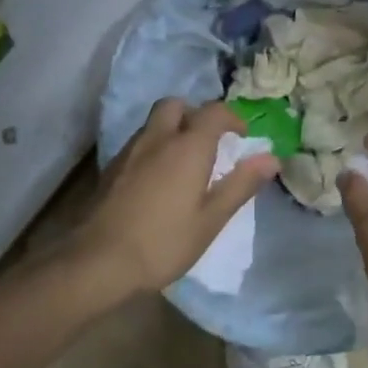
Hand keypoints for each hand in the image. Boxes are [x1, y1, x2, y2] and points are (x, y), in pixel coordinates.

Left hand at [79, 99, 281, 296]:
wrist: (96, 262)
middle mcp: (158, 139)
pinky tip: (158, 180)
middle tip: (209, 141)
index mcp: (188, 146)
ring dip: (173, 130)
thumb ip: (241, 184)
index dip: (232, 118)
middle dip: (195, 114)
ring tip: (186, 162)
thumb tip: (271, 158)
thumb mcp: (211, 219)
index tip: (242, 136)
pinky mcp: (111, 169)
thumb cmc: (163, 242)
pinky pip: (139, 143)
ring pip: (154, 123)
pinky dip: (155, 148)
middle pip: (177, 105)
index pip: (214, 111)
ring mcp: (130, 151)